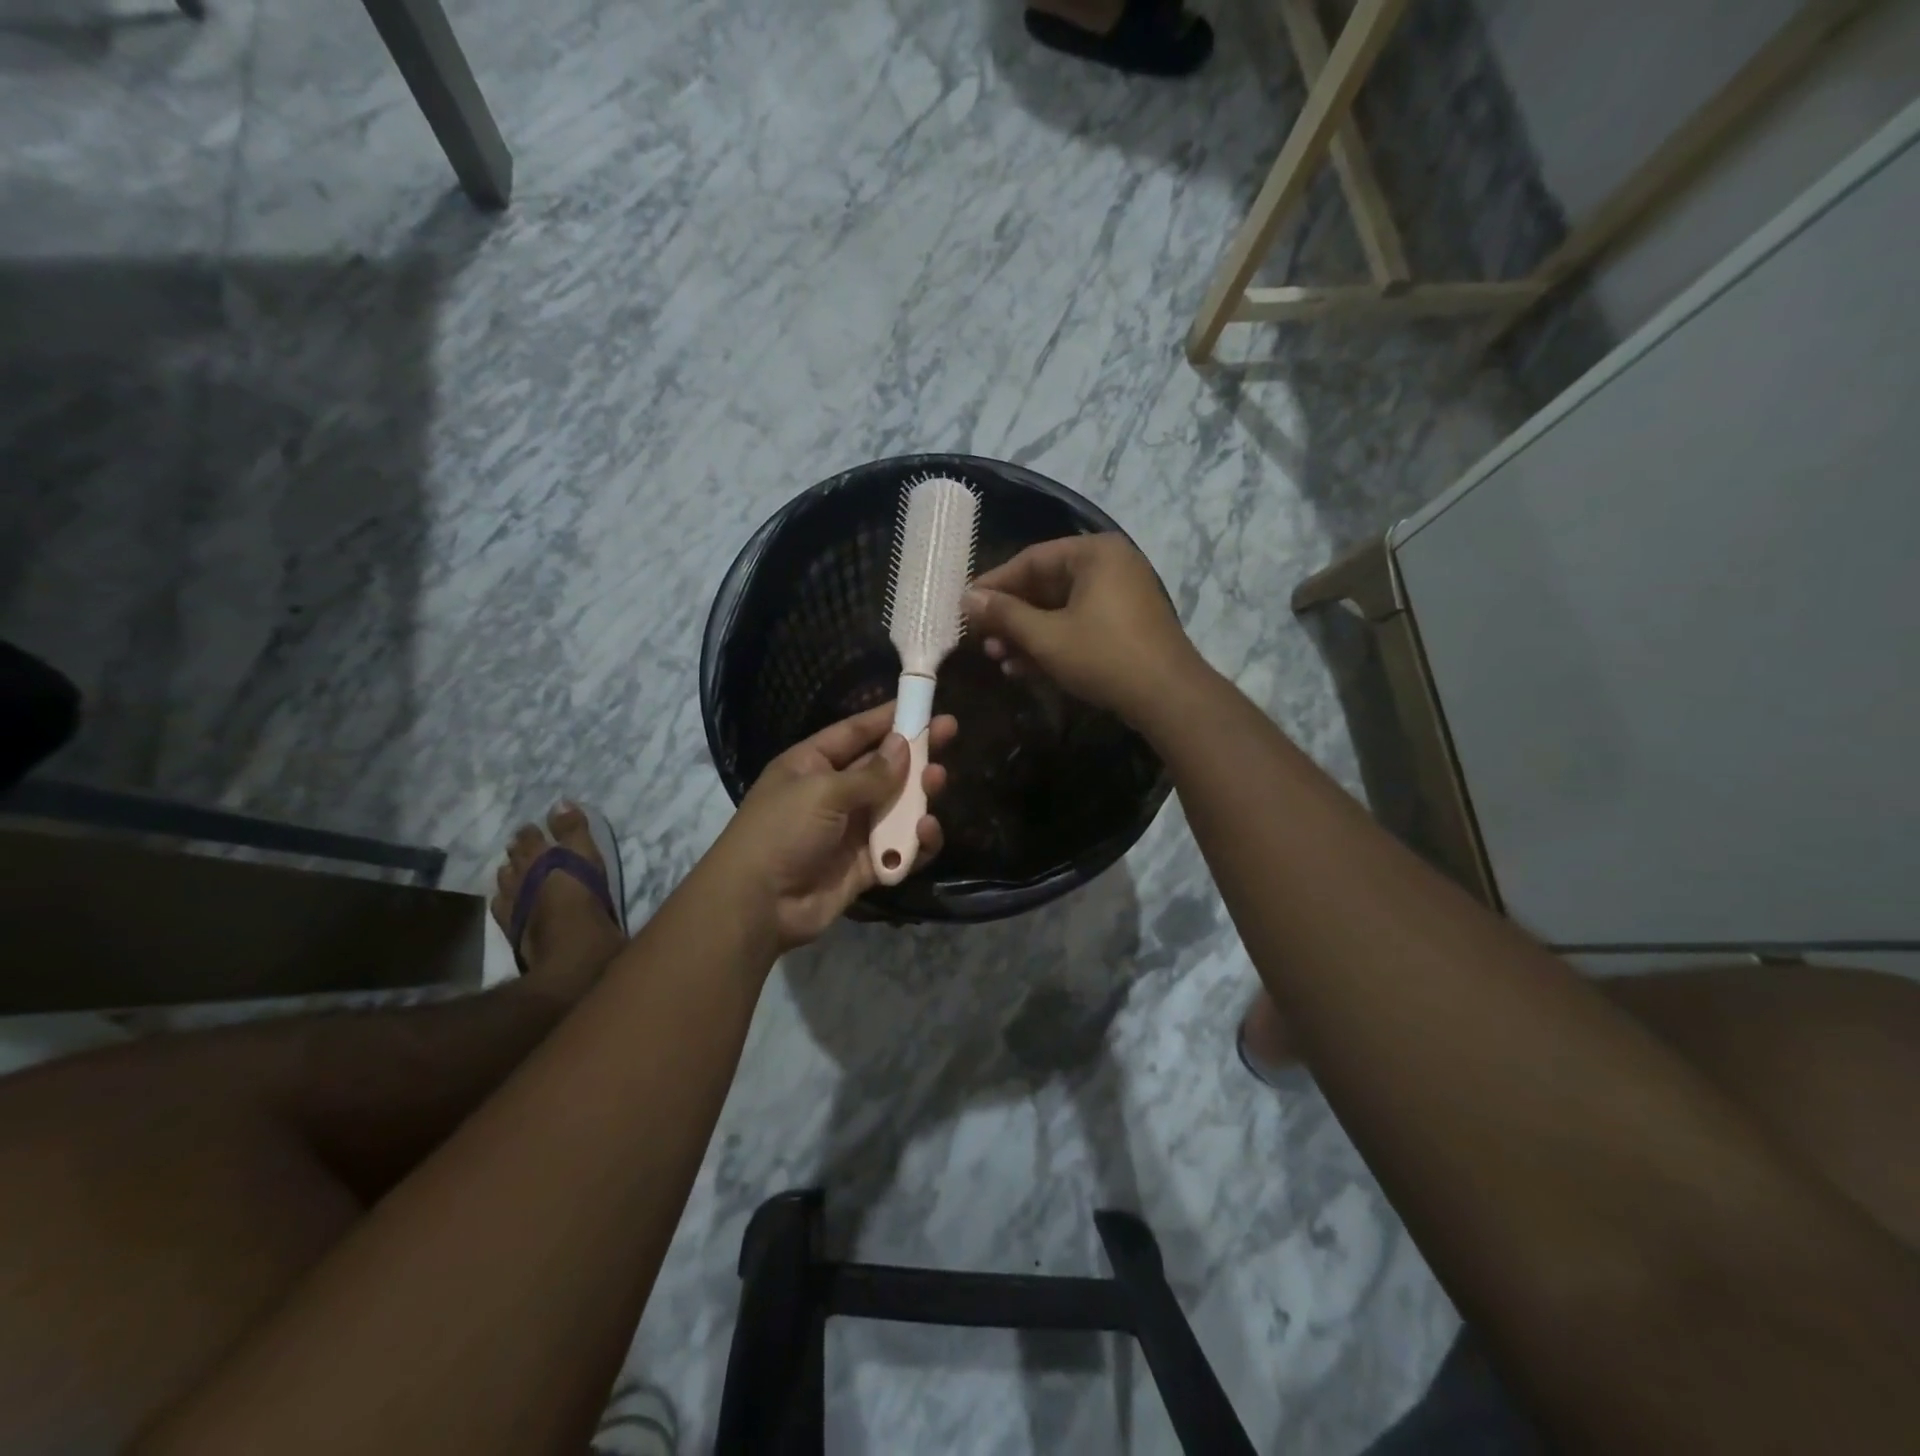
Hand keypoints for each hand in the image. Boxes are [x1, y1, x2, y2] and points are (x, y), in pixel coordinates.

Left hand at [710, 701, 955, 951]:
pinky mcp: (866, 865)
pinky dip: (917, 841)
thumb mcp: (822, 791)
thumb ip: (870, 773)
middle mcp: (834, 792)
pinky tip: (927, 832)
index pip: (856, 732)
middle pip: (883, 766)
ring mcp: (851, 830)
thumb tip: (902, 744)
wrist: (758, 905)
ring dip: (920, 794)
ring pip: (897, 805)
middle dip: (916, 752)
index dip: (888, 717)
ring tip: (937, 783)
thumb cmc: (782, 832)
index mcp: (812, 764)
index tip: (924, 703)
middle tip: (951, 733)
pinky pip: (900, 847)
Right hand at [962, 533, 1203, 728]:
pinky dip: (1052, 643)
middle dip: (1011, 617)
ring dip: (1027, 635)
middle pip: (1045, 585)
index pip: (1031, 560)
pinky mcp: (1124, 625)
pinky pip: (1078, 625)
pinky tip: (1023, 668)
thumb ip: (1004, 614)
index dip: (994, 584)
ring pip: (1060, 609)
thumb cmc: (1103, 656)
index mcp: (1094, 554)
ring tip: (998, 659)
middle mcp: (1110, 566)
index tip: (966, 606)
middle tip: (981, 639)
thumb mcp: (1046, 636)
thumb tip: (967, 599)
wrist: (1168, 698)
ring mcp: (1120, 596)